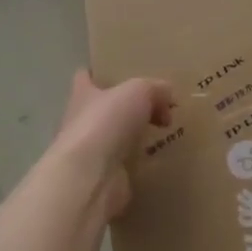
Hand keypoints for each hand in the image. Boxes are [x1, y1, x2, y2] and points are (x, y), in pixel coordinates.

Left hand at [50, 70, 173, 219]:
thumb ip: (155, 88)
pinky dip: (144, 162)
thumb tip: (168, 97)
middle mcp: (82, 122)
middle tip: (160, 105)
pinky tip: (165, 157)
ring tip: (168, 131)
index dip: (100, 73)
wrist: (90, 178)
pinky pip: (129, 165)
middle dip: (129, 107)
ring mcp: (93, 153)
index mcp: (83, 94)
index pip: (85, 77)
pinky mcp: (105, 178)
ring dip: (138, 136)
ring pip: (119, 137)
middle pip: (106, 108)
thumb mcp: (139, 91)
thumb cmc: (106, 122)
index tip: (121, 73)